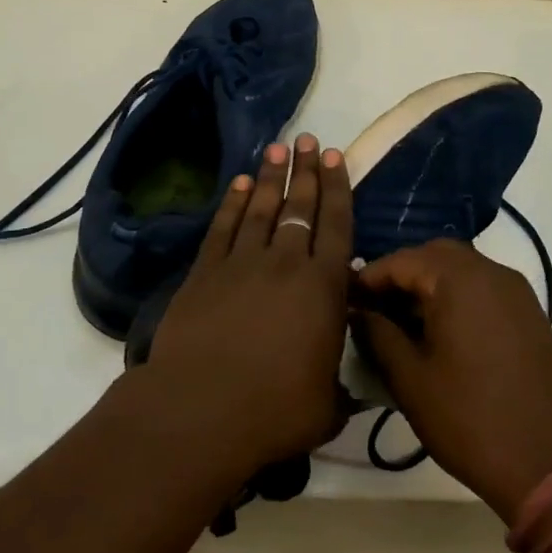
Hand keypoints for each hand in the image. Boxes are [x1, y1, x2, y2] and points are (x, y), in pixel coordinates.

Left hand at [143, 135, 353, 470]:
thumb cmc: (274, 411)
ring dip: (269, 178)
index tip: (334, 157)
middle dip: (305, 171)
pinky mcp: (204, 273)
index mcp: (323, 288)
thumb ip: (342, 387)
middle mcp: (285, 264)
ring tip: (276, 150)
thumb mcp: (327, 406)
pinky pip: (222, 228)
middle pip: (298, 207)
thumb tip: (351, 386)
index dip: (337, 189)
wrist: (200, 411)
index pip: (336, 226)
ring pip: (260, 209)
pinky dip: (231, 204)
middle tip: (306, 141)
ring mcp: (241, 264)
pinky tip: (238, 185)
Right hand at [354, 240, 551, 522]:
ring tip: (404, 325)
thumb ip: (378, 335)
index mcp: (459, 279)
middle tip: (376, 310)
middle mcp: (491, 272)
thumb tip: (358, 312)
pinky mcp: (531, 315)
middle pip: (435, 256)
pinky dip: (458, 298)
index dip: (369, 278)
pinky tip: (442, 335)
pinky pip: (484, 289)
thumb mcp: (411, 380)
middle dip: (401, 276)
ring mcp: (517, 292)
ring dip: (430, 286)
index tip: (346, 302)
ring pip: (463, 270)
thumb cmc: (472, 419)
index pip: (401, 260)